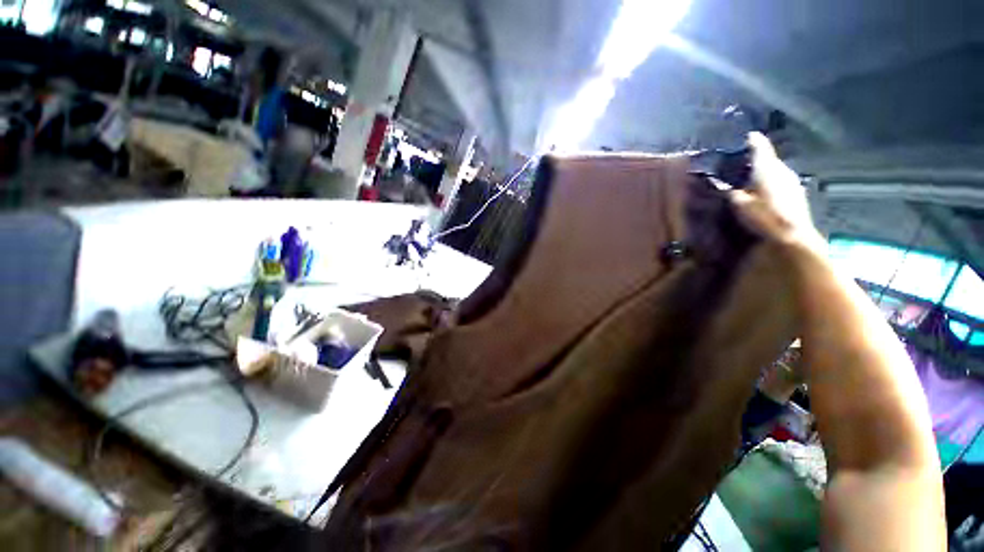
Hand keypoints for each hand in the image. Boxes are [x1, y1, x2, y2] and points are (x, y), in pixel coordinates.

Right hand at [730, 132, 824, 252]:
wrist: (792, 235)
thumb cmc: (764, 216)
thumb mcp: (740, 205)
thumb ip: (733, 193)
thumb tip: (728, 187)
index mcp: (767, 169)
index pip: (762, 150)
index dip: (755, 142)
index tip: (750, 135)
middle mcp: (782, 171)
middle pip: (770, 160)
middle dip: (759, 159)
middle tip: (745, 161)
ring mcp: (792, 183)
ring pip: (777, 171)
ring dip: (766, 172)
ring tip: (753, 177)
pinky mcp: (797, 194)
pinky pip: (781, 182)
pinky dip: (772, 183)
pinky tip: (765, 192)